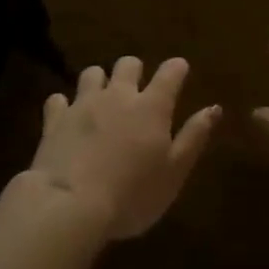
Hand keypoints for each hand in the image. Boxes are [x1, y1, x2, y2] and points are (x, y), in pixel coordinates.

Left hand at [29, 57, 219, 239]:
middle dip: (135, 70)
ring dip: (100, 82)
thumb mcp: (174, 172)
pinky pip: (59, 99)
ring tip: (102, 99)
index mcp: (152, 107)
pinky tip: (67, 117)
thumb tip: (213, 108)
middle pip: (128, 64)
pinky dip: (65, 105)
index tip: (180, 70)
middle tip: (138, 89)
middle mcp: (118, 95)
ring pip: (93, 73)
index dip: (176, 68)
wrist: (70, 204)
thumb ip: (194, 137)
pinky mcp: (55, 118)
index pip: (170, 73)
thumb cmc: (132, 194)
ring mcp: (83, 103)